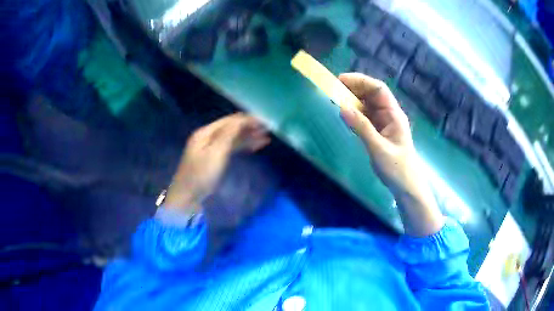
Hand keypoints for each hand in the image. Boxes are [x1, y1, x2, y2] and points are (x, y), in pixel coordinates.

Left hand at [164, 113, 269, 211]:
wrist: (187, 196)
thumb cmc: (201, 175)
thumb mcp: (216, 153)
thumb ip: (229, 134)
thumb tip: (242, 119)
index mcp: (206, 132)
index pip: (230, 120)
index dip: (248, 120)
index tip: (264, 123)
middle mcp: (208, 136)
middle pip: (231, 127)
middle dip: (249, 127)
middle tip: (268, 130)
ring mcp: (210, 148)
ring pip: (232, 138)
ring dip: (248, 137)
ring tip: (265, 139)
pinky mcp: (213, 158)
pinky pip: (229, 148)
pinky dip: (242, 146)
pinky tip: (253, 147)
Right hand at [338, 73, 415, 193]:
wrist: (406, 186)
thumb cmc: (397, 168)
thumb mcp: (379, 148)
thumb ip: (362, 127)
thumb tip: (342, 107)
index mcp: (394, 114)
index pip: (379, 89)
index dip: (361, 81)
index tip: (341, 80)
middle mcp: (389, 115)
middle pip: (372, 94)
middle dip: (355, 89)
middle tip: (334, 90)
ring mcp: (384, 123)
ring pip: (368, 105)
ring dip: (353, 101)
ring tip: (336, 100)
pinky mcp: (379, 132)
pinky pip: (366, 118)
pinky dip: (355, 114)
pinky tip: (346, 116)